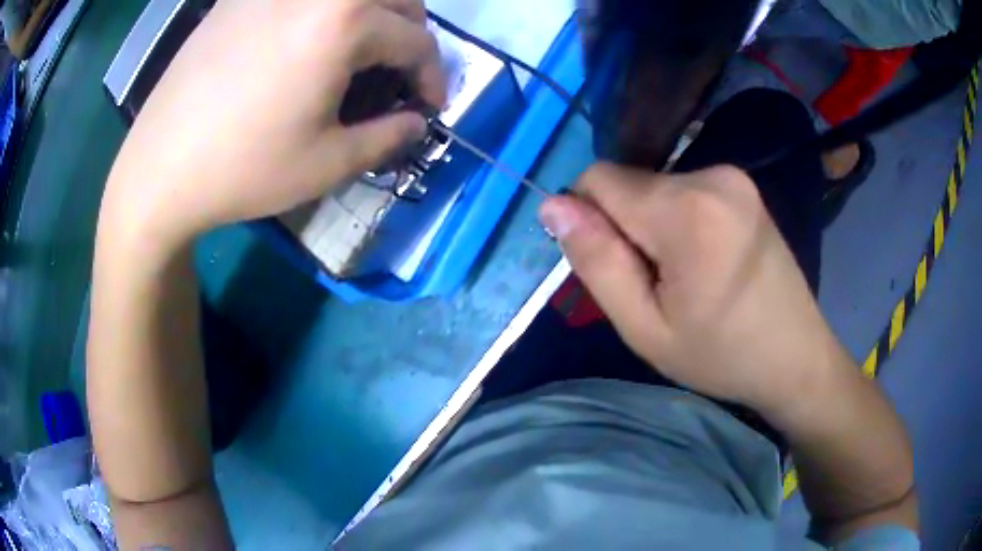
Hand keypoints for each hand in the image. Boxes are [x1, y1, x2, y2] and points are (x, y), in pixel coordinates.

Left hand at [100, 0, 445, 247]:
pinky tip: (308, 38)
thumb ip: (388, 138)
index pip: (416, 41)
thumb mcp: (327, 164)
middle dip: (412, 34)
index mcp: (344, 22)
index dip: (434, 77)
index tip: (430, 106)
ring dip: (374, 14)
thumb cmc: (243, 170)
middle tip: (400, 72)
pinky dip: (325, 10)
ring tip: (361, 51)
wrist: (159, 170)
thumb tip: (416, 123)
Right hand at [539, 164, 850, 416]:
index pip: (598, 179)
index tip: (618, 267)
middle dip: (625, 227)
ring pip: (653, 185)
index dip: (590, 220)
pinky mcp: (742, 183)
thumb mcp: (646, 328)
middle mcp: (711, 175)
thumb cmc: (721, 354)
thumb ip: (596, 262)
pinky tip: (704, 259)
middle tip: (658, 284)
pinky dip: (676, 218)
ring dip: (651, 225)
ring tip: (686, 276)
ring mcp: (732, 176)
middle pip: (628, 182)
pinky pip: (682, 188)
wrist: (795, 355)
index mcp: (686, 211)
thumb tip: (553, 206)